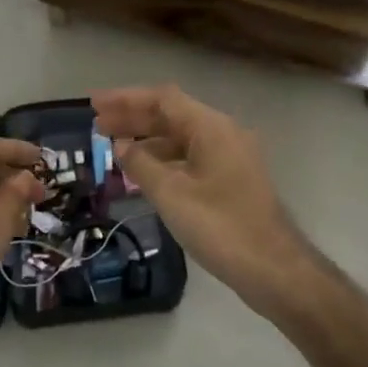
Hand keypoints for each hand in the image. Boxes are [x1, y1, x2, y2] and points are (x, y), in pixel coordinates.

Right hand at [92, 85, 310, 314]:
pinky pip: (192, 158)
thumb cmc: (220, 226)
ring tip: (114, 149)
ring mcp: (231, 157)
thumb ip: (141, 164)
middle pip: (173, 115)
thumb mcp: (171, 194)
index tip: (94, 104)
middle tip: (97, 126)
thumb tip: (120, 145)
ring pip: (182, 138)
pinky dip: (165, 160)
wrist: (273, 267)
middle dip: (134, 118)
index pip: (163, 99)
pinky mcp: (232, 180)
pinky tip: (144, 174)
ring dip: (148, 139)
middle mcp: (224, 134)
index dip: (126, 99)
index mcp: (212, 128)